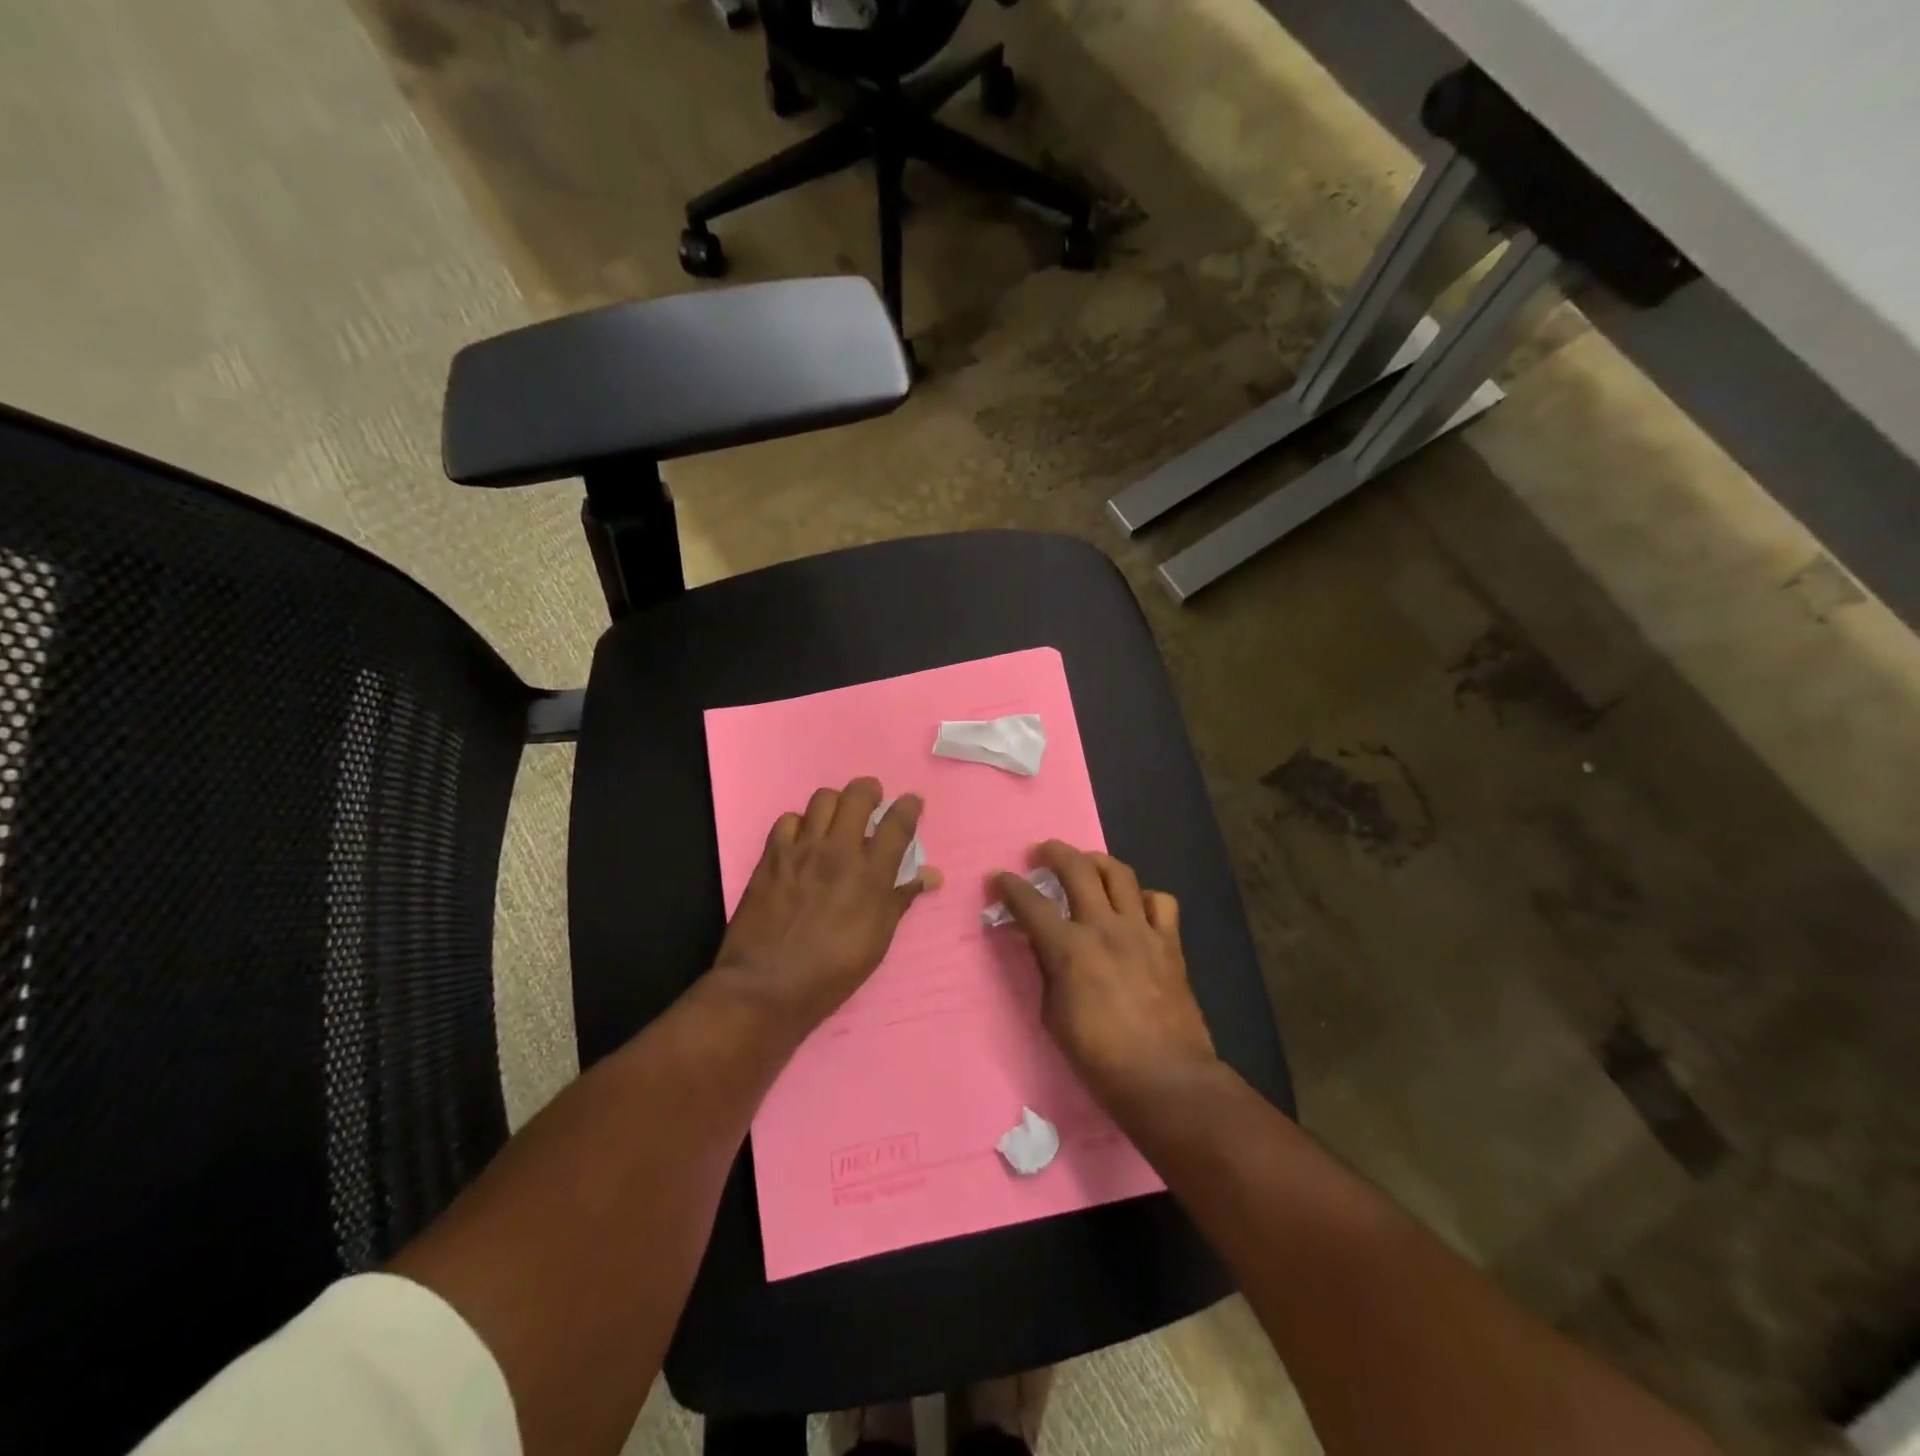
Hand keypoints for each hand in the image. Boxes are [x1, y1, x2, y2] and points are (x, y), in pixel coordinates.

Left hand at [714, 778, 940, 1030]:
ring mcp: (802, 850)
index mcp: (871, 875)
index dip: (909, 806)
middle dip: (870, 791)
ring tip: (837, 820)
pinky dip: (800, 824)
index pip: (897, 822)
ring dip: (836, 804)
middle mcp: (838, 852)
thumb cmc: (832, 972)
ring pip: (823, 799)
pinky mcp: (771, 856)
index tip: (911, 803)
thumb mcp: (878, 941)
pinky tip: (802, 841)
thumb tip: (930, 875)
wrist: (766, 986)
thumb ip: (900, 899)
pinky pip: (788, 819)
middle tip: (873, 803)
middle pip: (858, 795)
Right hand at [992, 841, 1217, 1110]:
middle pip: (1077, 868)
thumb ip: (1047, 969)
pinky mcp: (1170, 943)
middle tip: (1041, 852)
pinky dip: (1143, 897)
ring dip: (1097, 861)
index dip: (1009, 886)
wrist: (1165, 1078)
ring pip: (1119, 873)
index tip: (997, 877)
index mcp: (1069, 948)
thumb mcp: (1053, 1015)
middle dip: (1053, 852)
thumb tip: (1042, 944)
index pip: (1030, 903)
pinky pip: (1160, 902)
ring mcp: (1141, 930)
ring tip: (1086, 864)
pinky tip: (1134, 906)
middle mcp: (1104, 927)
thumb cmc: (1099, 1058)